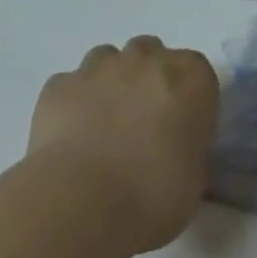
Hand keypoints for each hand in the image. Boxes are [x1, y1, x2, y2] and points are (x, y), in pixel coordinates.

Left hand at [27, 36, 219, 255]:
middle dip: (145, 79)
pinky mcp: (59, 85)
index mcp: (191, 77)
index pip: (197, 72)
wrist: (81, 204)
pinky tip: (69, 139)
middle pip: (150, 54)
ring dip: (108, 84)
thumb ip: (189, 148)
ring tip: (101, 128)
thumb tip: (175, 150)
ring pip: (107, 60)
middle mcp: (148, 58)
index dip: (187, 99)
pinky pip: (69, 86)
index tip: (179, 128)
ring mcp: (100, 67)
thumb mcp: (194, 178)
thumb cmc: (153, 195)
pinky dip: (70, 104)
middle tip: (139, 124)